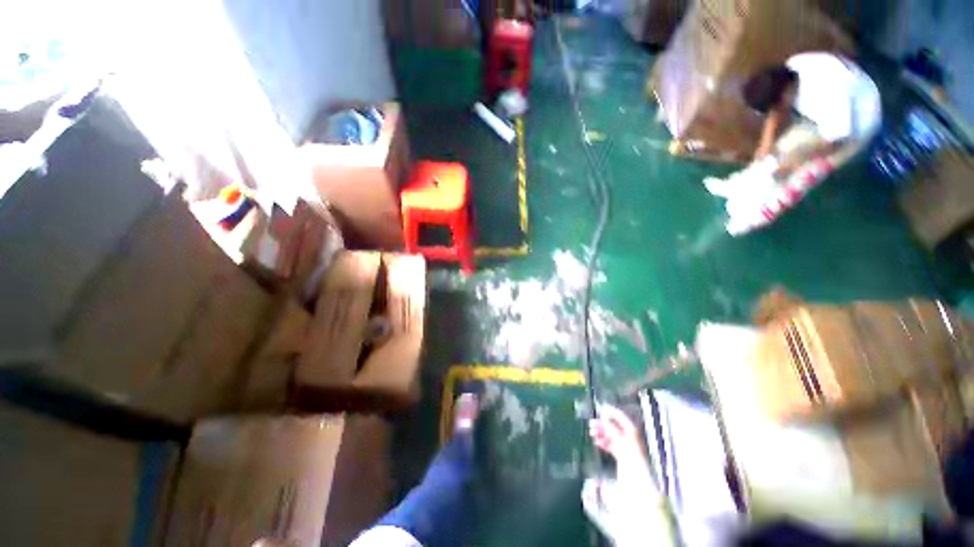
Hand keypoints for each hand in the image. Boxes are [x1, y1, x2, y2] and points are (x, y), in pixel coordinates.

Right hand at [589, 404, 644, 463]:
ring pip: (611, 435)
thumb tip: (603, 418)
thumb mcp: (617, 438)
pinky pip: (611, 445)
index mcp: (630, 429)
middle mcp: (628, 435)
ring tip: (591, 433)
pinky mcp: (621, 454)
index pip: (619, 416)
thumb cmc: (628, 454)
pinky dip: (604, 442)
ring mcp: (625, 445)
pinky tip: (597, 442)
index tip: (600, 407)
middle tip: (591, 424)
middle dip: (601, 425)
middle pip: (613, 426)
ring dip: (601, 433)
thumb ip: (610, 427)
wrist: (635, 476)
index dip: (610, 411)